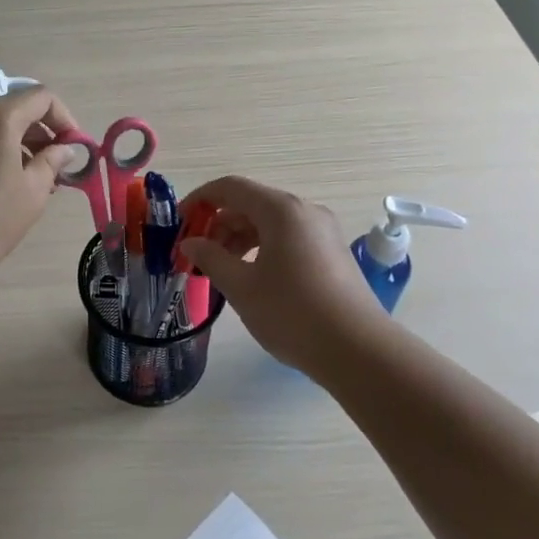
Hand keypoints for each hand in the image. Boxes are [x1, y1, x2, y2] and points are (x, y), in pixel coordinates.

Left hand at [0, 85, 80, 289]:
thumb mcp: (32, 192)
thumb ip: (52, 162)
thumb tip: (63, 149)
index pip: (41, 97)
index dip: (64, 119)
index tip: (73, 149)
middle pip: (14, 109)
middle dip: (40, 134)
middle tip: (55, 170)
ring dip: (16, 145)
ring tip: (29, 183)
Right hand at [179, 176, 391, 376]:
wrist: (359, 351)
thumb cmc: (292, 313)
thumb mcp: (242, 287)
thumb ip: (211, 258)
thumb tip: (190, 242)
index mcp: (281, 210)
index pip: (230, 188)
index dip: (200, 200)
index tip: (180, 223)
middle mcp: (304, 211)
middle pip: (251, 204)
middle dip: (219, 224)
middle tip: (198, 254)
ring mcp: (323, 231)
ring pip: (270, 222)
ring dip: (240, 238)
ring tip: (222, 269)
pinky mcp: (332, 253)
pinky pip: (289, 237)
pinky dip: (263, 248)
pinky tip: (253, 277)